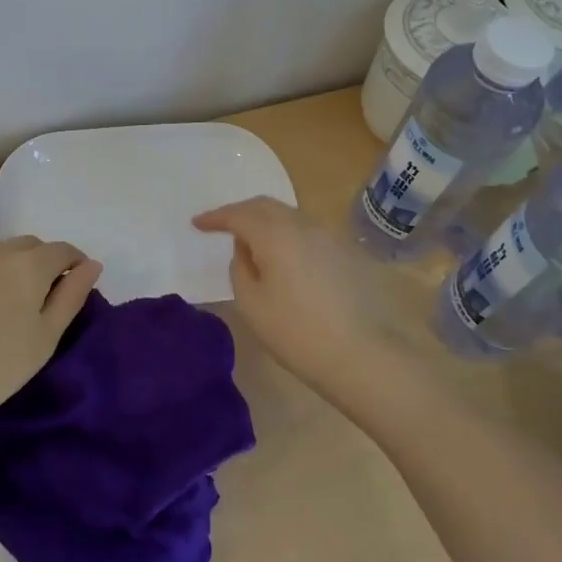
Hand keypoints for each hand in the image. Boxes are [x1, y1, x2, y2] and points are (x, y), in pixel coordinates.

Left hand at [0, 237, 101, 439]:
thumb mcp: (46, 337)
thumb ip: (72, 296)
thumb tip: (92, 265)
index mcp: (30, 264)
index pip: (63, 250)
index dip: (75, 264)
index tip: (76, 288)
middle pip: (30, 246)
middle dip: (44, 263)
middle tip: (42, 301)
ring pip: (0, 253)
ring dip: (13, 268)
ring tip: (8, 306)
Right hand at [193, 197, 423, 414]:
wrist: (364, 355)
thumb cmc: (298, 333)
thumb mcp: (252, 304)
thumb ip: (240, 268)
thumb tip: (246, 250)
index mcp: (275, 234)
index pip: (239, 214)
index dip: (216, 217)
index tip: (197, 224)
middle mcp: (303, 225)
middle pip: (266, 206)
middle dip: (240, 212)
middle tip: (222, 225)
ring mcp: (328, 237)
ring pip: (289, 216)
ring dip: (265, 222)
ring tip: (251, 241)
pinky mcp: (345, 254)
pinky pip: (306, 232)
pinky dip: (286, 235)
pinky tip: (282, 256)